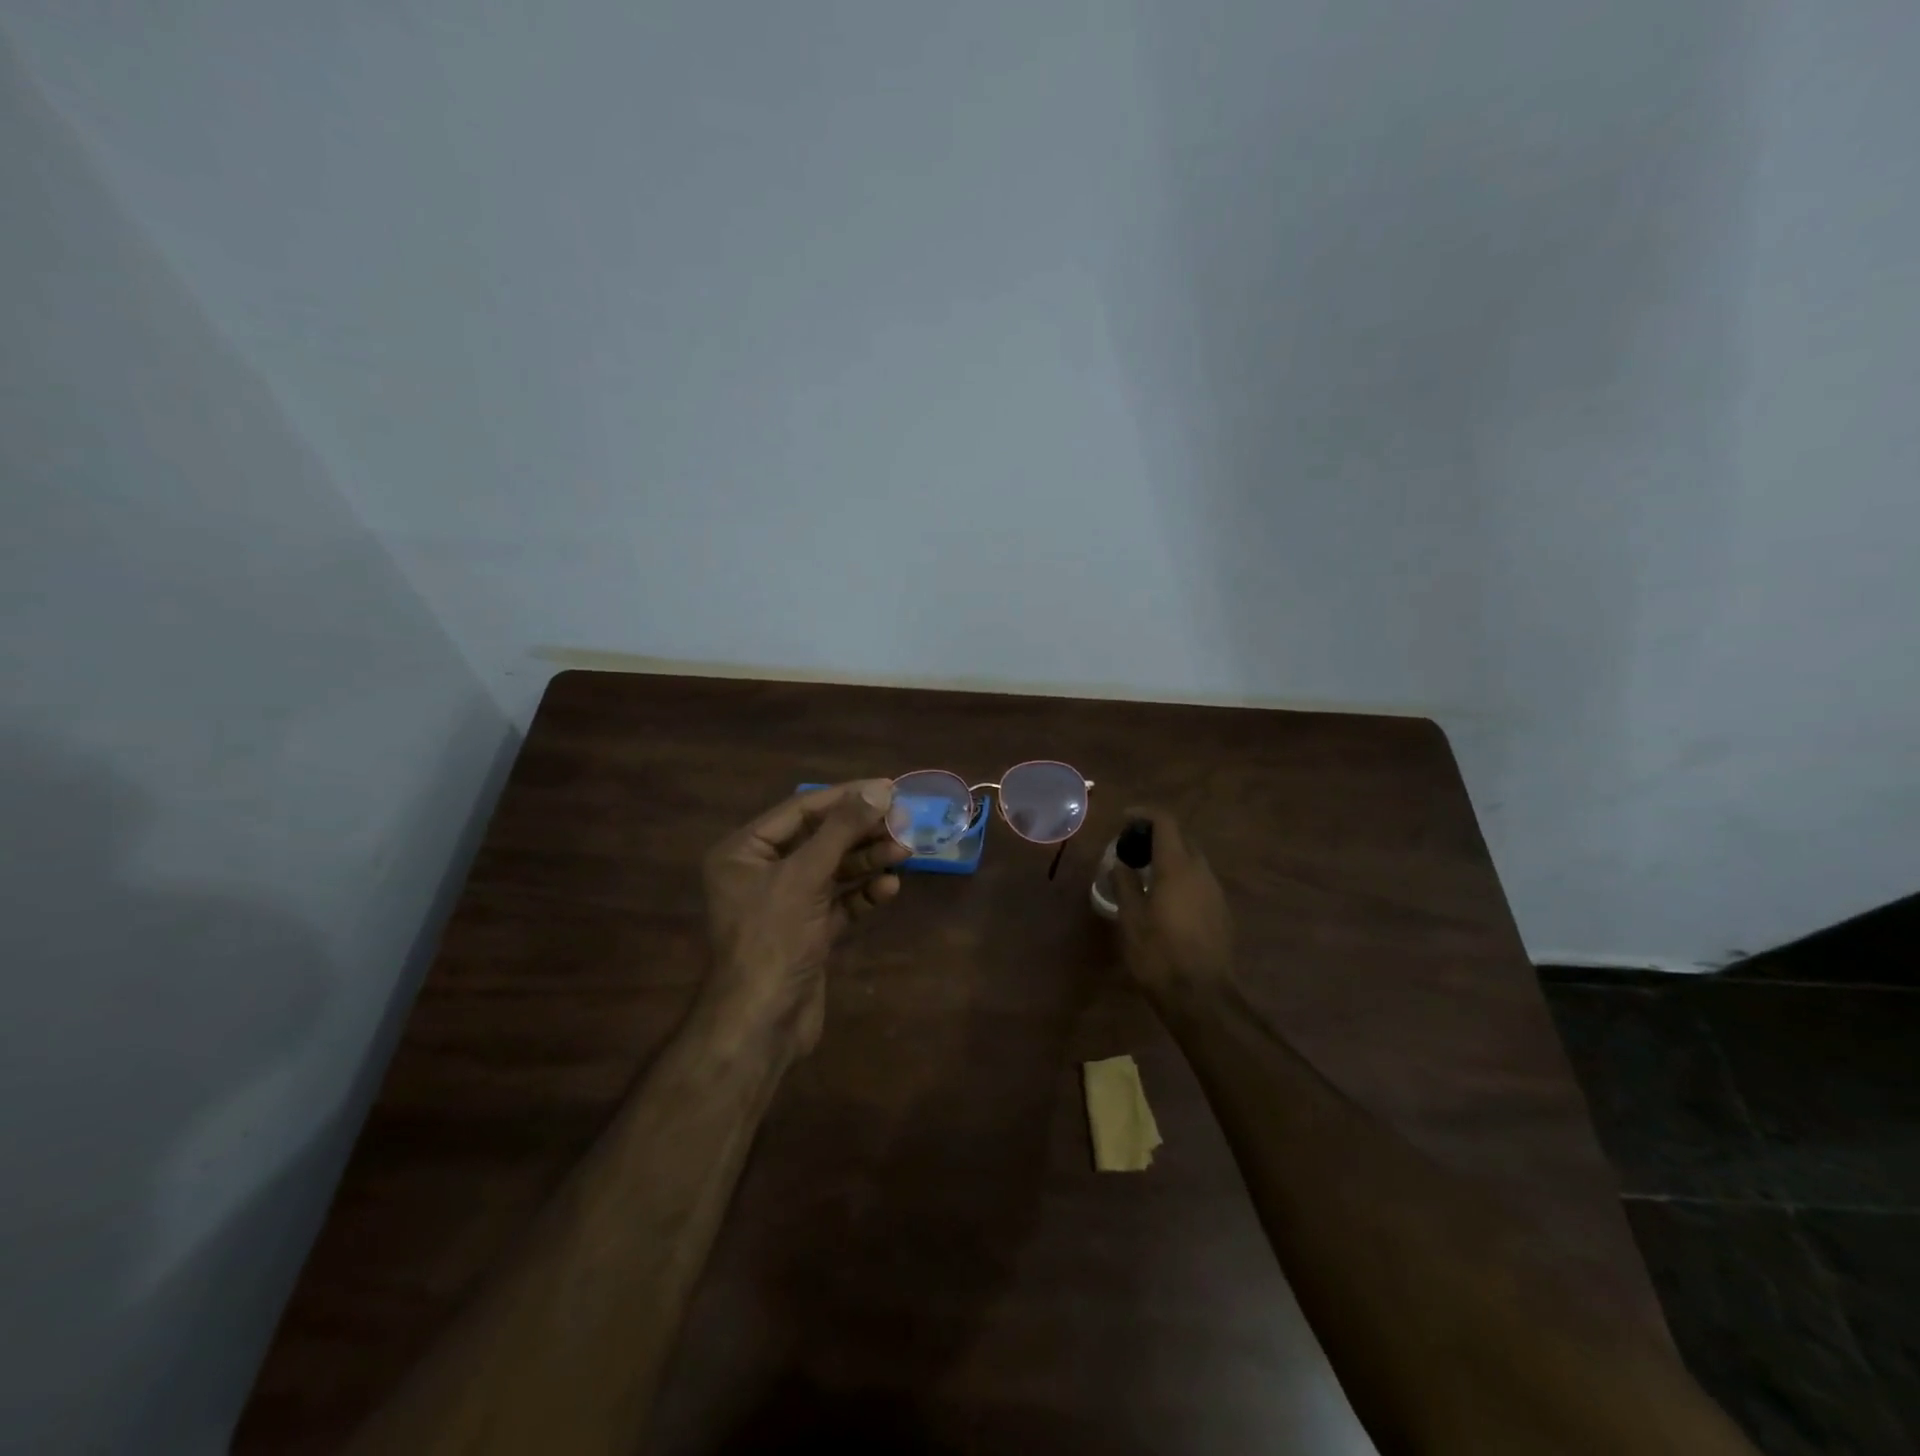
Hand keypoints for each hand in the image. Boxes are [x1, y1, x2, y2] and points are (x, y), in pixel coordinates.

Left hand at [701, 780, 907, 1055]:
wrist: (762, 1023)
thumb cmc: (773, 938)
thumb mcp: (805, 876)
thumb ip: (842, 830)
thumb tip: (879, 788)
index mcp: (744, 851)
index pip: (800, 810)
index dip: (845, 797)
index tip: (888, 787)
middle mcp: (761, 872)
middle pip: (820, 839)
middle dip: (861, 832)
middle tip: (903, 822)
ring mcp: (786, 904)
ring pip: (833, 870)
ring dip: (868, 861)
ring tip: (904, 852)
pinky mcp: (807, 932)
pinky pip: (839, 902)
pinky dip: (863, 894)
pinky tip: (889, 889)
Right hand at [1111, 807, 1234, 999]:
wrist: (1202, 998)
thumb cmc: (1159, 954)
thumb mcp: (1131, 918)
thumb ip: (1125, 884)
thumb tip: (1120, 863)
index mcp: (1177, 867)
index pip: (1165, 822)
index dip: (1144, 814)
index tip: (1125, 818)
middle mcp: (1202, 872)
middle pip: (1182, 838)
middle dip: (1157, 836)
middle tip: (1131, 848)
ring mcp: (1216, 892)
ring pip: (1193, 861)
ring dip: (1170, 857)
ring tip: (1145, 873)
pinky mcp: (1222, 912)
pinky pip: (1200, 881)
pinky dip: (1181, 877)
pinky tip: (1165, 899)